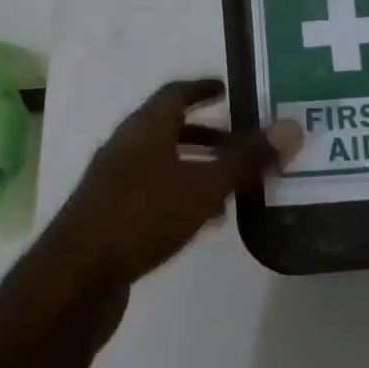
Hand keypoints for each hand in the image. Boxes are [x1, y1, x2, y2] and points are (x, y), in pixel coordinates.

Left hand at [32, 80, 301, 334]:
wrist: (76, 278)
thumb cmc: (142, 218)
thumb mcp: (203, 186)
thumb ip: (246, 159)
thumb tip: (292, 126)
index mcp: (144, 128)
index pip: (176, 93)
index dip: (204, 88)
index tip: (230, 90)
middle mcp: (125, 148)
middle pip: (170, 129)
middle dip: (209, 134)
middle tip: (244, 143)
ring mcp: (114, 183)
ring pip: (163, 164)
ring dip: (197, 168)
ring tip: (233, 186)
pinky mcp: (111, 216)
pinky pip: (154, 194)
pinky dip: (182, 196)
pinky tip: (204, 221)